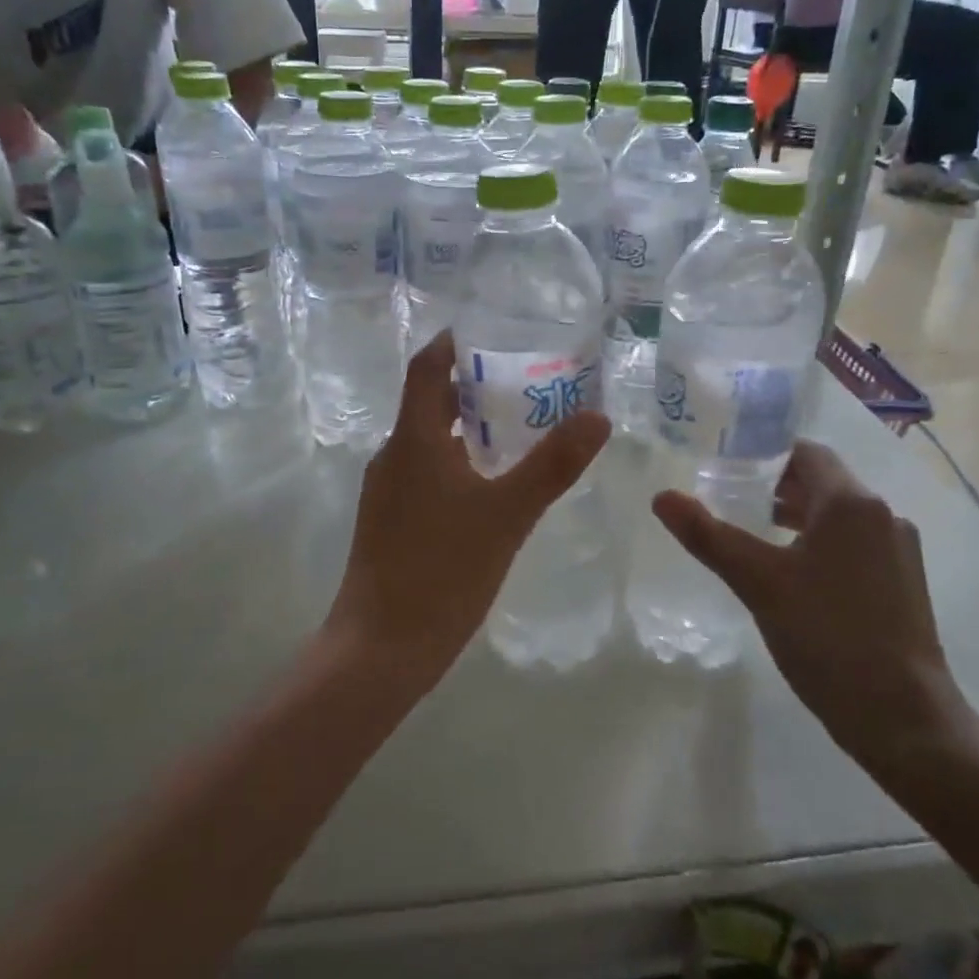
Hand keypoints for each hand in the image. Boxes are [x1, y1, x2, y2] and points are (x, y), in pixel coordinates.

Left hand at [326, 332, 609, 684]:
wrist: (380, 649)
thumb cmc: (442, 572)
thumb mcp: (507, 515)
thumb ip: (552, 465)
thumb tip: (598, 416)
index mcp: (413, 439)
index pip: (426, 367)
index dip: (454, 341)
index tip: (492, 329)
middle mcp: (394, 455)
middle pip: (430, 401)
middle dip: (473, 384)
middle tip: (524, 378)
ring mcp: (387, 490)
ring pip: (429, 439)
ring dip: (467, 425)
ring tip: (518, 426)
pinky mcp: (390, 519)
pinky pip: (426, 470)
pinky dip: (458, 460)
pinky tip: (492, 483)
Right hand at [651, 441, 974, 775]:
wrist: (904, 719)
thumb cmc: (827, 636)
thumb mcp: (758, 582)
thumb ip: (708, 535)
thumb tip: (662, 497)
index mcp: (851, 503)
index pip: (805, 453)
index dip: (764, 455)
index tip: (726, 467)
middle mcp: (882, 516)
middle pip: (823, 482)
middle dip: (776, 486)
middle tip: (729, 498)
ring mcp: (898, 551)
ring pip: (839, 515)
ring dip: (797, 516)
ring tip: (754, 534)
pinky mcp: (903, 583)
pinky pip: (854, 543)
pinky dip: (820, 543)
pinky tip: (793, 574)